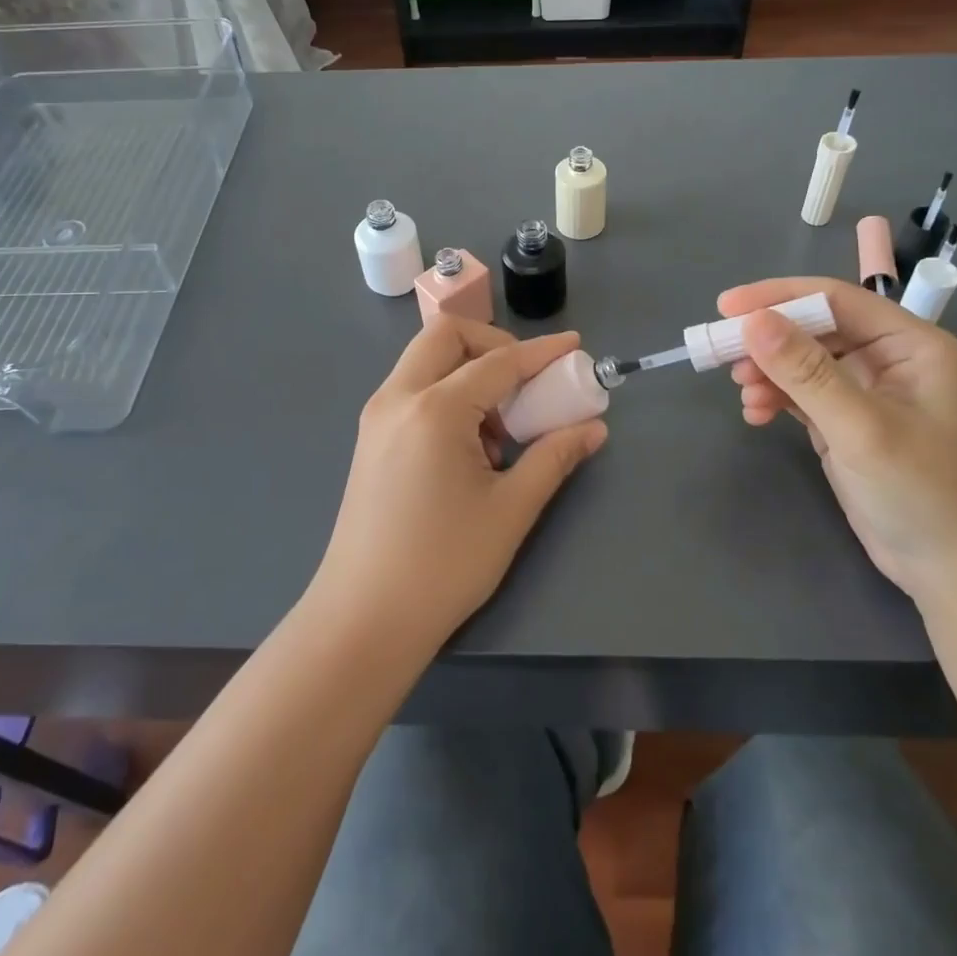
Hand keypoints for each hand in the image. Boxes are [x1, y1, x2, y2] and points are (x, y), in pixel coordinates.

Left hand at [311, 317, 607, 660]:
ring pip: (426, 362)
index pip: (499, 361)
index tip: (575, 346)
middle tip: (526, 383)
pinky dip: (446, 396)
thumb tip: (593, 428)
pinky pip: (413, 391)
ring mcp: (377, 417)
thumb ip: (554, 457)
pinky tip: (467, 450)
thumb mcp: (511, 509)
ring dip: (468, 374)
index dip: (542, 352)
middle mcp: (398, 398)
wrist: (363, 620)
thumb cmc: (443, 565)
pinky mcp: (370, 439)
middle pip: (446, 336)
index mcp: (434, 409)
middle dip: (493, 345)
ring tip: (498, 432)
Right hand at [720, 277, 956, 602]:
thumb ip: (807, 372)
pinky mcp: (845, 423)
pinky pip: (800, 395)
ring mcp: (865, 392)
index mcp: (908, 343)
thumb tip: (752, 321)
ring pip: (801, 362)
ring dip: (767, 371)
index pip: (834, 300)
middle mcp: (886, 358)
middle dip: (767, 340)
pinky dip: (774, 398)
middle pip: (813, 328)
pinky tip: (755, 414)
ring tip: (743, 393)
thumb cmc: (927, 492)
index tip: (725, 307)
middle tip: (719, 352)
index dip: (778, 296)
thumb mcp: (862, 428)